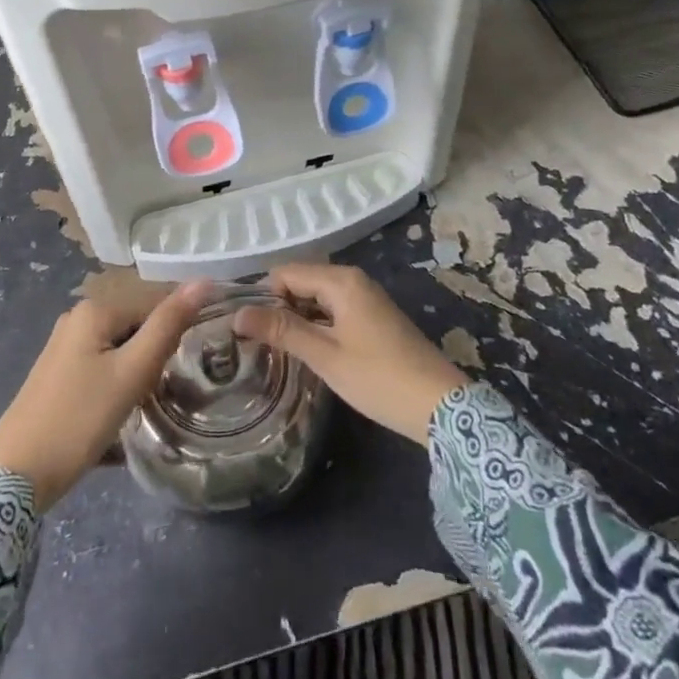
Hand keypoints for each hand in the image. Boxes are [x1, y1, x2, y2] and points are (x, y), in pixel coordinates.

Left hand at [0, 281, 207, 510]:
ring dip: (135, 373)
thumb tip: (202, 281)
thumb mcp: (132, 372)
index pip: (154, 306)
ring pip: (120, 348)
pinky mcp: (56, 373)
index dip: (171, 337)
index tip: (173, 371)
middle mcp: (75, 318)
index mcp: (94, 309)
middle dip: (151, 356)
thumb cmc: (80, 420)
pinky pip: (101, 365)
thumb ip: (168, 325)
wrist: (16, 475)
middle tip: (154, 392)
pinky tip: (114, 413)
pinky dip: (115, 383)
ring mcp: (62, 346)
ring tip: (137, 405)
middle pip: (135, 327)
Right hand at [234, 263, 466, 445]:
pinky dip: (316, 323)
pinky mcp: (374, 317)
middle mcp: (353, 280)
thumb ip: (282, 330)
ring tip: (274, 348)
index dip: (262, 295)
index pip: (286, 272)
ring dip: (296, 316)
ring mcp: (366, 298)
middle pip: (301, 281)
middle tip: (255, 340)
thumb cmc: (378, 378)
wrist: (440, 405)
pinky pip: (333, 309)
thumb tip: (238, 313)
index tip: (244, 327)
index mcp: (341, 281)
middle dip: (277, 305)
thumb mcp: (325, 356)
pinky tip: (307, 350)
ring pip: (317, 296)